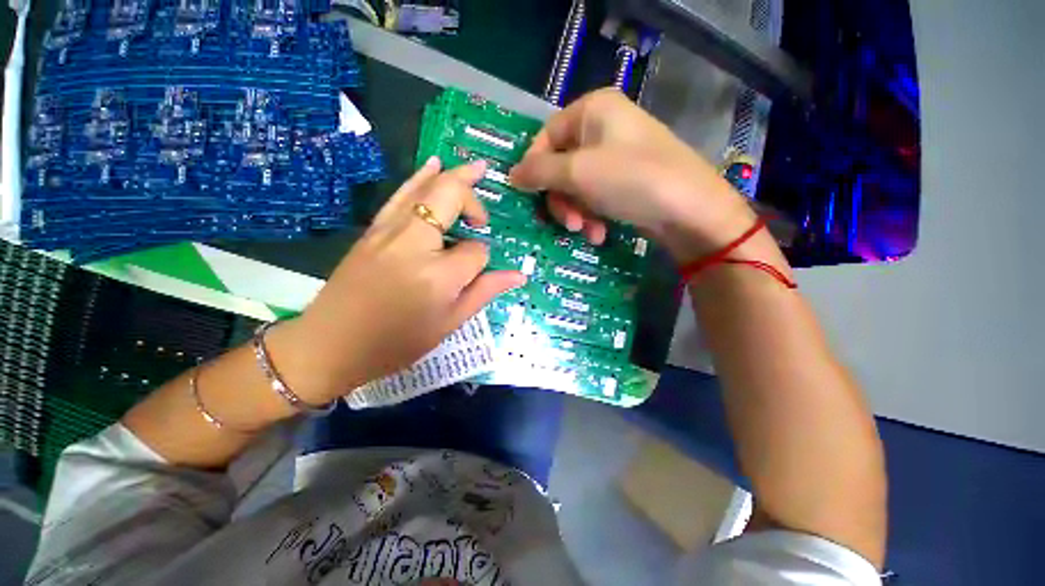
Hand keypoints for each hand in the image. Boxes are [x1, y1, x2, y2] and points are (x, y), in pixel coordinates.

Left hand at [272, 158, 526, 403]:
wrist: (331, 344)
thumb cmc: (397, 342)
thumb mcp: (449, 322)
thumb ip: (485, 292)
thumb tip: (519, 275)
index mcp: (439, 274)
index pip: (476, 251)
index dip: (482, 261)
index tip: (473, 276)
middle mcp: (414, 242)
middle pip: (452, 198)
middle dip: (474, 202)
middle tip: (484, 219)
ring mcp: (389, 231)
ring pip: (427, 188)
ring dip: (454, 176)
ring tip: (477, 168)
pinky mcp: (374, 229)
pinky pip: (403, 194)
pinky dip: (422, 177)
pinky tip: (433, 164)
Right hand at [509, 89, 757, 260]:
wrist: (690, 210)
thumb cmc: (630, 180)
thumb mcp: (578, 173)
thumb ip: (539, 172)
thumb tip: (510, 175)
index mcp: (592, 110)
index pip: (545, 136)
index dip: (533, 167)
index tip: (527, 194)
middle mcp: (603, 128)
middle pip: (561, 166)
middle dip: (561, 199)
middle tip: (568, 223)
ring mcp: (616, 155)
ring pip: (576, 186)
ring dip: (577, 213)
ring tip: (587, 231)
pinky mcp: (625, 180)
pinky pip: (595, 195)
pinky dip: (593, 216)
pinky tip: (600, 232)